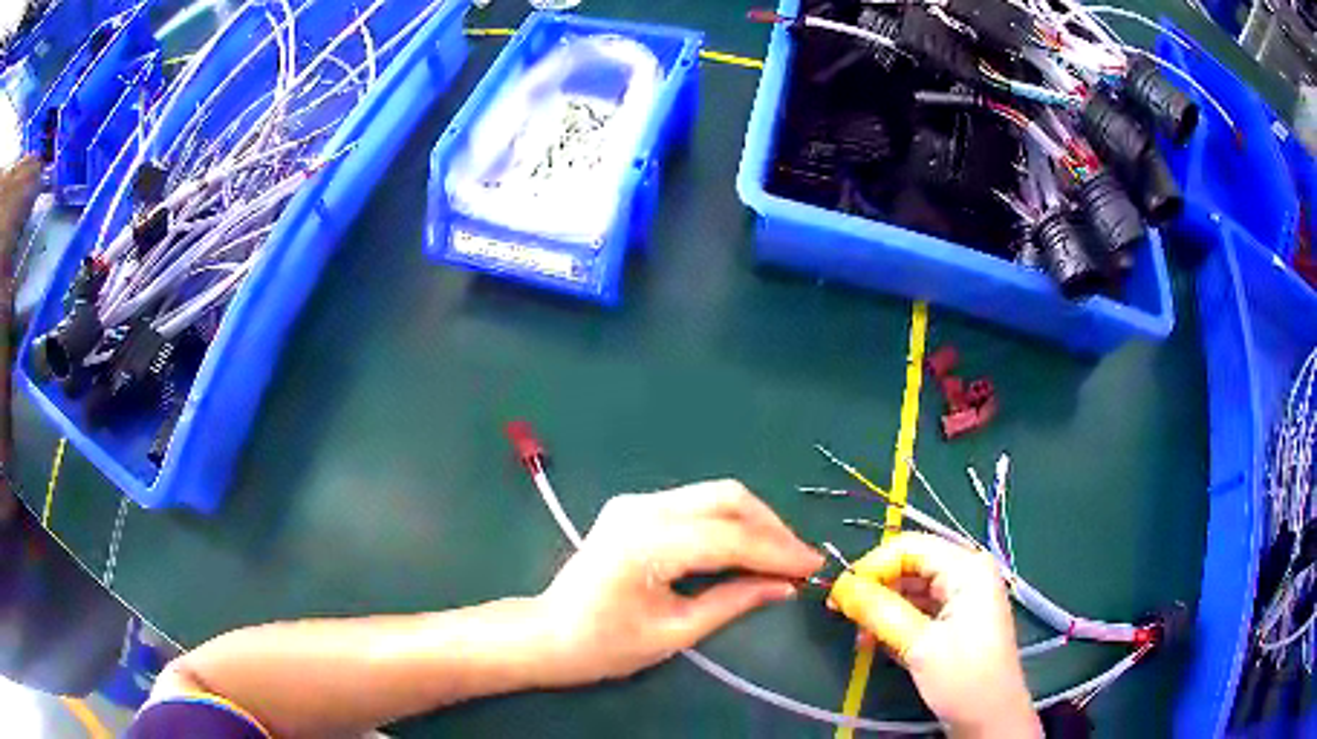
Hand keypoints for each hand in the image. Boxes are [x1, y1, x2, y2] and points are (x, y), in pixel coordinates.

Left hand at [534, 480, 822, 685]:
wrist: (548, 632)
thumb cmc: (605, 645)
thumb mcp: (675, 632)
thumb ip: (733, 603)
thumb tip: (785, 587)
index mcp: (646, 544)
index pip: (729, 538)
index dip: (777, 552)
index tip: (814, 566)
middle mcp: (641, 509)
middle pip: (727, 498)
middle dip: (771, 527)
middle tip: (799, 560)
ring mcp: (635, 501)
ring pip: (714, 495)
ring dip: (753, 521)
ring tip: (780, 555)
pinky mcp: (634, 506)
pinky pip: (696, 504)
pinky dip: (728, 521)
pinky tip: (745, 546)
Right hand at [828, 533, 1040, 737]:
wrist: (991, 718)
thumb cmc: (963, 678)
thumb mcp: (918, 645)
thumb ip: (879, 611)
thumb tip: (840, 586)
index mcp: (967, 568)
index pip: (910, 547)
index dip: (873, 565)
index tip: (841, 594)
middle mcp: (968, 573)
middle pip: (911, 565)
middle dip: (876, 587)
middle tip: (843, 614)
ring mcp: (964, 597)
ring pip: (913, 588)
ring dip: (883, 607)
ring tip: (861, 635)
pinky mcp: (958, 619)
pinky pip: (921, 608)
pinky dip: (897, 621)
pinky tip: (879, 641)